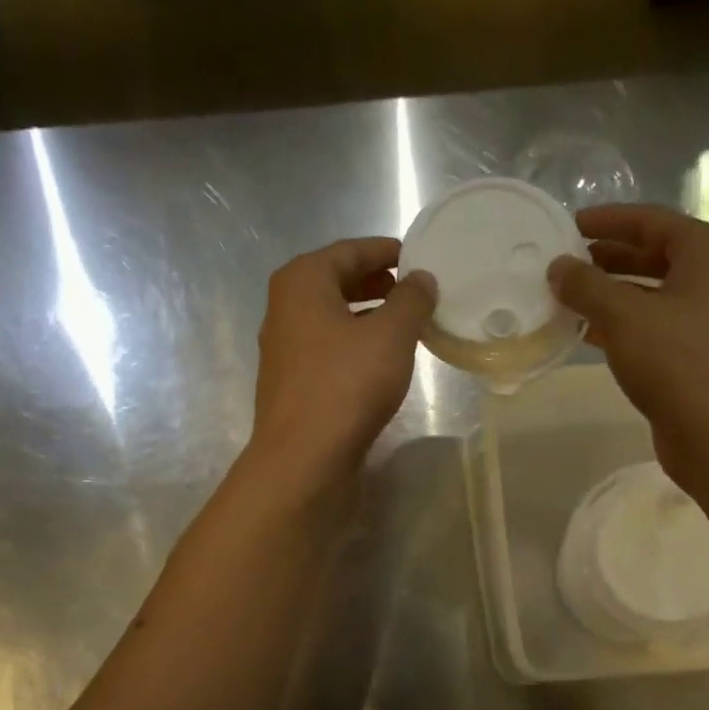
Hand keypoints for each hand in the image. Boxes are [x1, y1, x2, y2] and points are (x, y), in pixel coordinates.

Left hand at [250, 237, 434, 477]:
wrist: (303, 459)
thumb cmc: (346, 386)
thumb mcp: (390, 336)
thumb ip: (411, 301)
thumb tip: (422, 279)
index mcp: (302, 282)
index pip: (350, 251)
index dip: (387, 251)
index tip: (419, 257)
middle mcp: (286, 307)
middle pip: (337, 281)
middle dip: (378, 282)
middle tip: (415, 290)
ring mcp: (286, 347)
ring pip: (334, 317)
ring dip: (369, 315)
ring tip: (407, 324)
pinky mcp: (294, 382)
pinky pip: (330, 347)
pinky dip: (356, 343)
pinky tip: (383, 361)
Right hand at [548, 205, 708, 487]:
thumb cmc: (676, 363)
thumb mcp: (624, 316)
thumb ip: (586, 285)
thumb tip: (558, 268)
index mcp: (704, 252)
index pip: (649, 220)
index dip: (606, 220)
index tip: (567, 225)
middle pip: (649, 254)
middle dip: (604, 258)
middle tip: (561, 262)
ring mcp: (702, 318)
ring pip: (646, 293)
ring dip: (607, 293)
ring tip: (564, 296)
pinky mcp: (691, 354)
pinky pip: (648, 325)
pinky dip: (618, 324)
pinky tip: (584, 333)